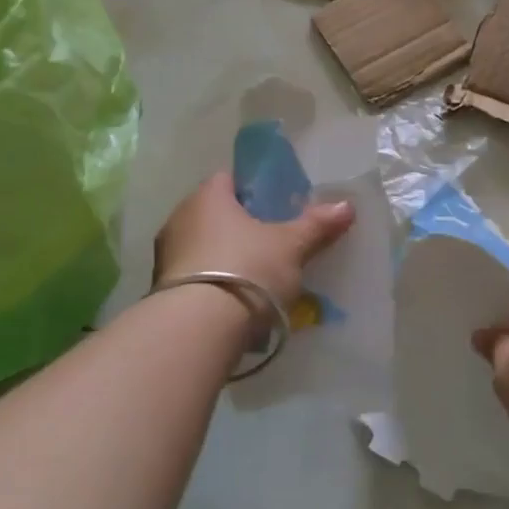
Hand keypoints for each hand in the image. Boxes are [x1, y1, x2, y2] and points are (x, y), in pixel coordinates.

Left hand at [153, 171, 353, 307]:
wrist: (198, 329)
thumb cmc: (247, 269)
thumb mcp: (291, 247)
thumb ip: (316, 225)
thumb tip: (347, 205)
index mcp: (207, 197)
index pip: (228, 179)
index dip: (253, 190)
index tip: (275, 206)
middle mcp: (179, 218)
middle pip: (214, 213)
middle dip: (240, 226)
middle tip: (271, 243)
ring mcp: (166, 255)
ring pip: (202, 246)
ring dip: (224, 256)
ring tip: (256, 277)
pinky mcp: (161, 290)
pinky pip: (194, 276)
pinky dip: (213, 283)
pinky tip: (235, 301)